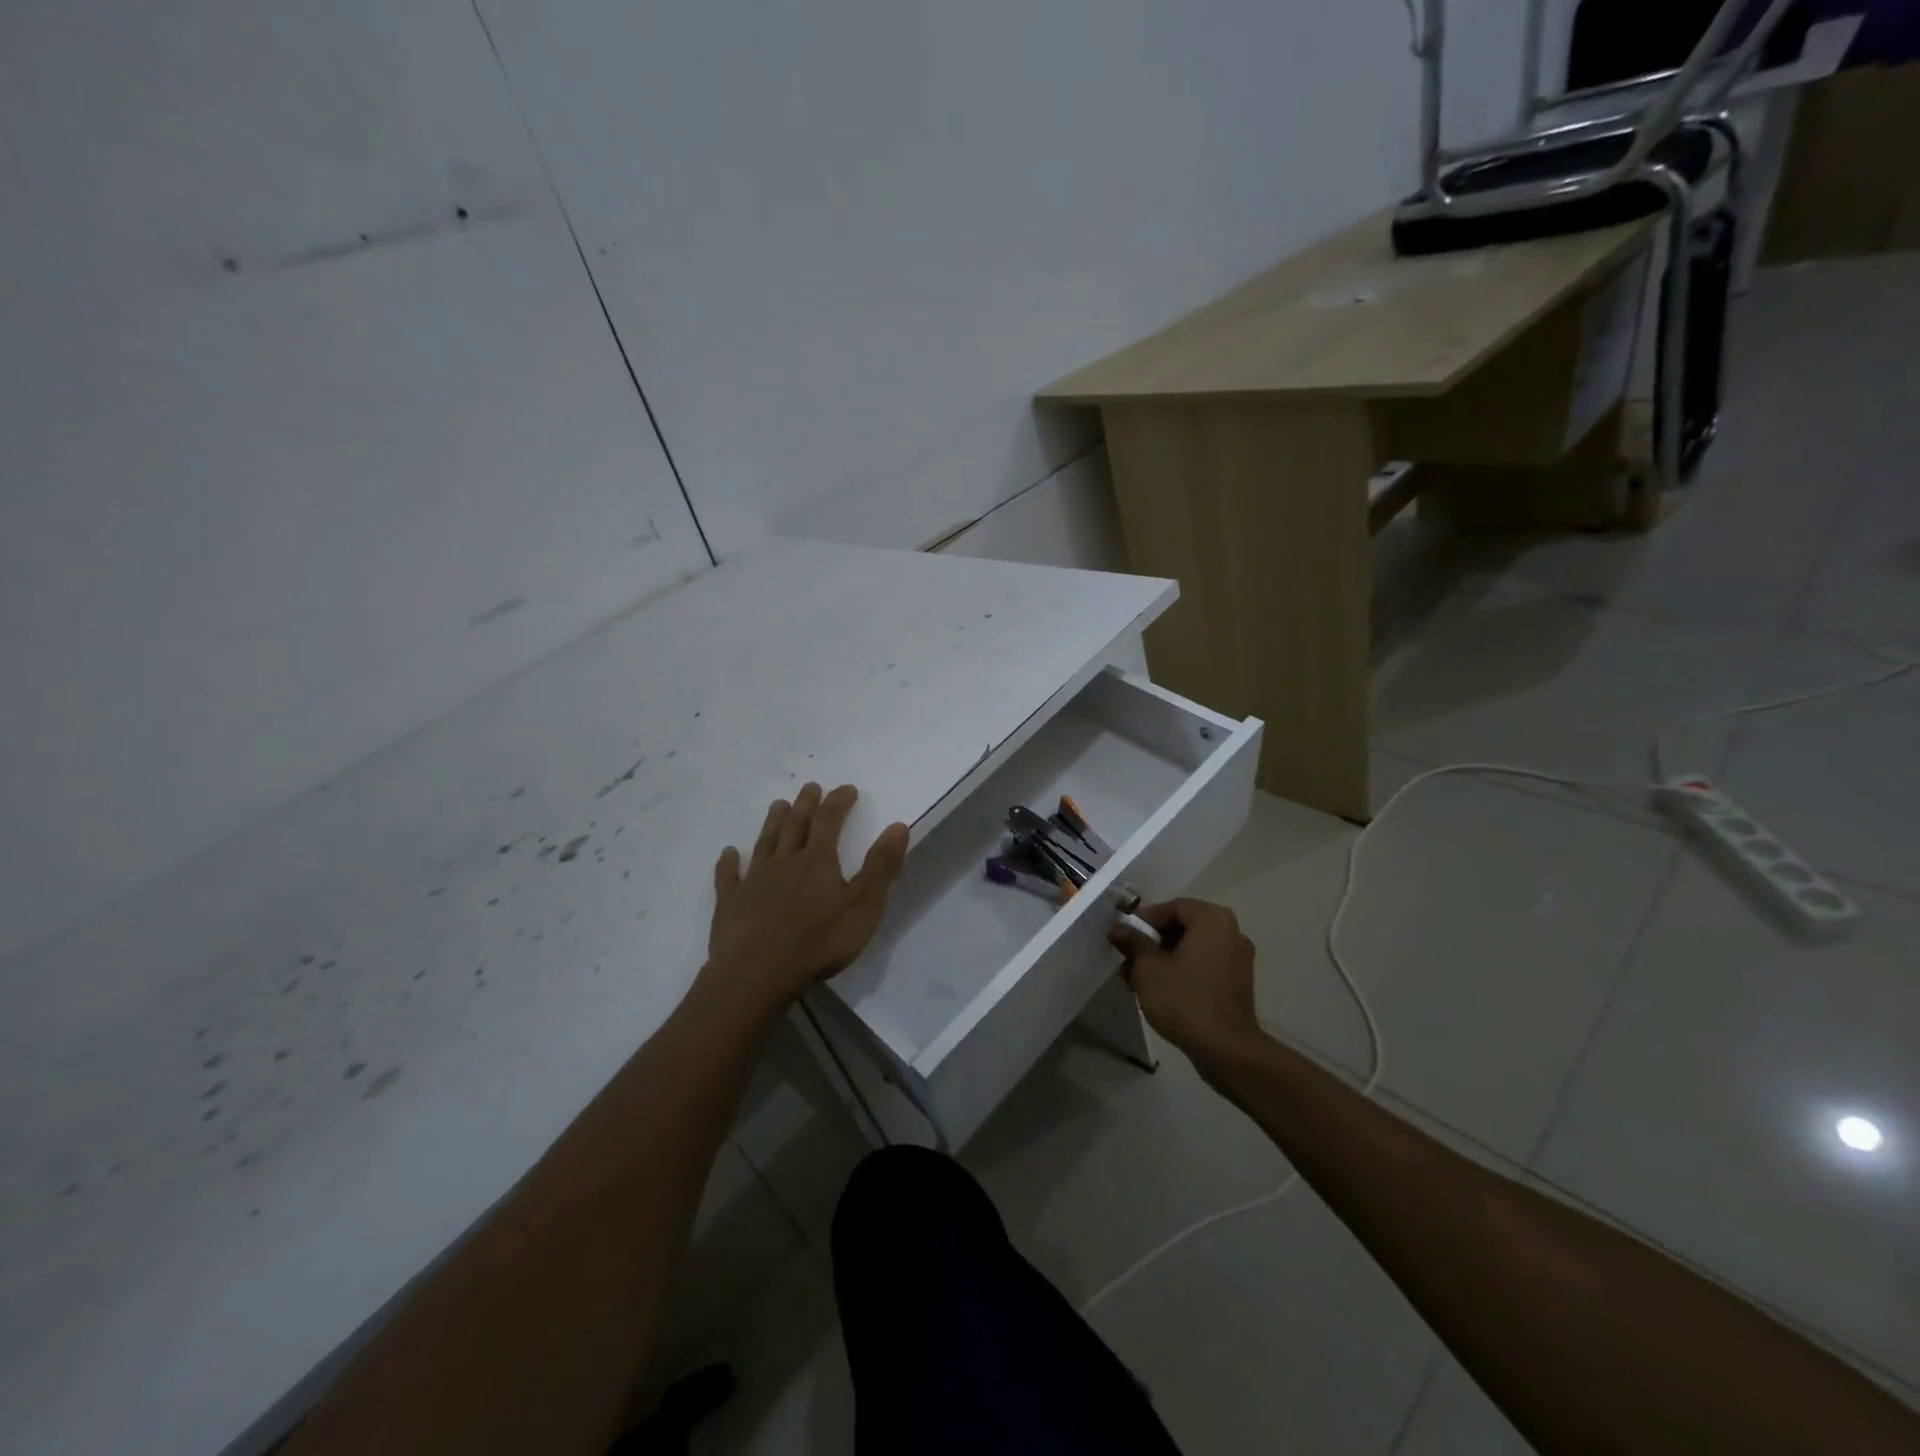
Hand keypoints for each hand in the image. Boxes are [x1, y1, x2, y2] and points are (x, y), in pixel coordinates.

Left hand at [706, 783, 909, 1015]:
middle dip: (805, 804)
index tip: (847, 789)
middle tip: (810, 787)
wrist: (756, 974)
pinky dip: (729, 862)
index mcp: (818, 861)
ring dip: (773, 823)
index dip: (839, 802)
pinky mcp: (730, 903)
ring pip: (765, 843)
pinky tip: (729, 854)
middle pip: (795, 825)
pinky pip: (728, 876)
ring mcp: (754, 881)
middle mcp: (784, 862)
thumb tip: (897, 826)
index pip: (829, 820)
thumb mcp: (863, 907)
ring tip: (778, 805)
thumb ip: (881, 867)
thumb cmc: (818, 943)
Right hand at [1109, 898, 1263, 1070]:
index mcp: (1213, 920)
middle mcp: (1232, 932)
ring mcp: (1238, 959)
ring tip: (1138, 978)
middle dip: (1153, 940)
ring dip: (1165, 958)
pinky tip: (1161, 990)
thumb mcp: (1148, 969)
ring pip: (1193, 948)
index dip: (1145, 919)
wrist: (1226, 1050)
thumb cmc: (1184, 1000)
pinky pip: (1205, 965)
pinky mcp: (1238, 983)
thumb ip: (1133, 943)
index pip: (1173, 907)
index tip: (1124, 934)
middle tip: (1129, 957)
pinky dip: (1183, 970)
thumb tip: (1119, 929)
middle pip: (1184, 926)